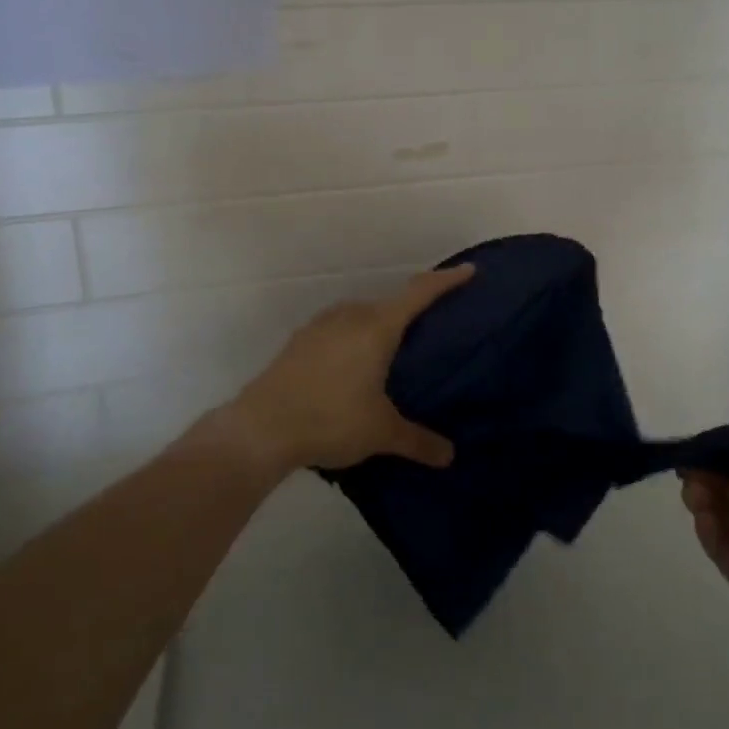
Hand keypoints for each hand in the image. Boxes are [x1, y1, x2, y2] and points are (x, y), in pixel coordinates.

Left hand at [219, 265, 474, 475]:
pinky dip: (355, 338)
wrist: (260, 428)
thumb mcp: (381, 433)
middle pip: (390, 303)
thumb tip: (450, 456)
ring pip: (361, 315)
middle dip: (413, 310)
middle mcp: (350, 315)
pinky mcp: (299, 341)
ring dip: (380, 325)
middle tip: (433, 327)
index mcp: (377, 326)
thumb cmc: (330, 419)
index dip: (446, 280)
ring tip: (394, 350)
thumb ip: (418, 441)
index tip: (469, 271)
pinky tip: (353, 366)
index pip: (420, 293)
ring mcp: (321, 326)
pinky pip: (339, 329)